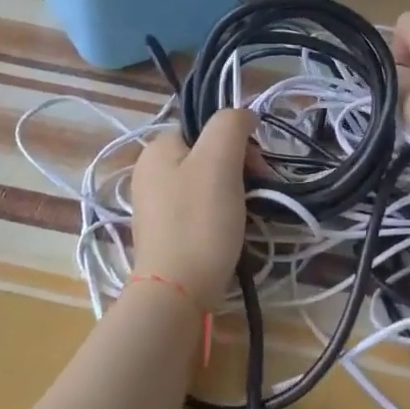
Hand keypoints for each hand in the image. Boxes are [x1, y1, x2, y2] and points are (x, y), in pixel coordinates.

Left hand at [129, 109, 256, 310]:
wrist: (176, 292)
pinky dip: (220, 214)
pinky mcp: (166, 234)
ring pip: (206, 183)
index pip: (204, 126)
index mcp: (157, 148)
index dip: (236, 139)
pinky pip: (199, 209)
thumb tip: (244, 115)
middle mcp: (150, 172)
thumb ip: (231, 125)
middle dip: (239, 167)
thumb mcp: (218, 160)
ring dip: (234, 191)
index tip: (257, 165)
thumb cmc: (199, 221)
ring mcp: (156, 205)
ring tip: (249, 212)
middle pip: (207, 154)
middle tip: (259, 189)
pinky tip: (232, 231)